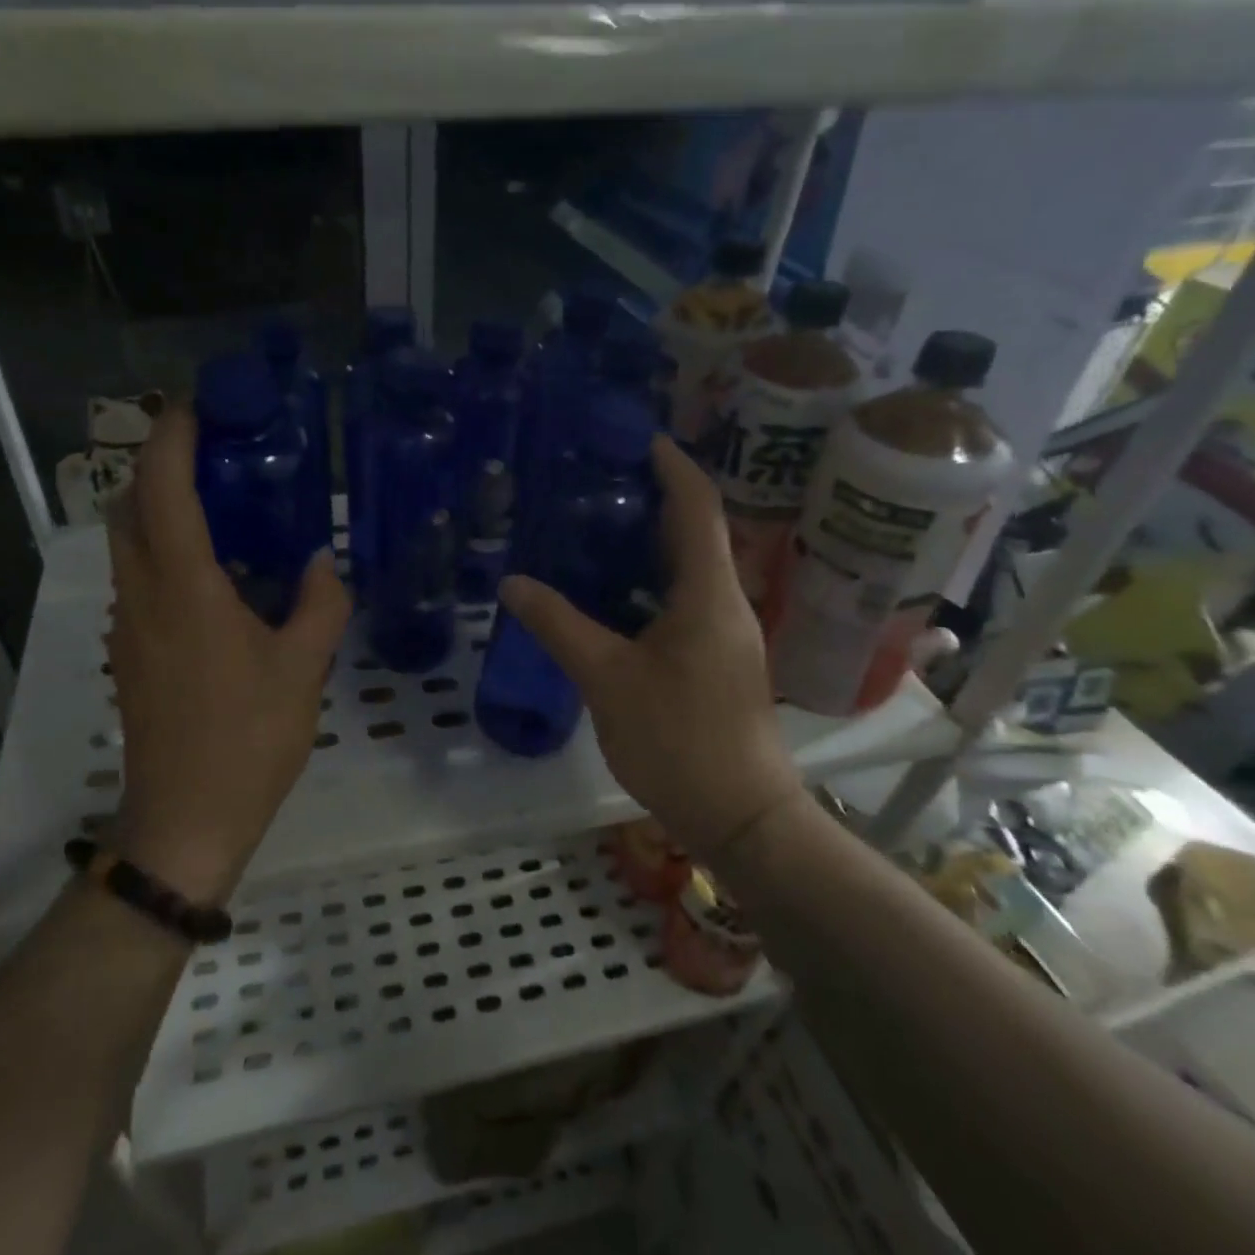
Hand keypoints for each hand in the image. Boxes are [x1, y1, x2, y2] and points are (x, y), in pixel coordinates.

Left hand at [105, 403, 350, 903]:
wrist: (185, 819)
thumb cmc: (248, 739)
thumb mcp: (302, 669)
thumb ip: (320, 605)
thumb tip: (323, 563)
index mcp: (184, 588)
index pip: (162, 488)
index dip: (173, 436)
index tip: (199, 406)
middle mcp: (142, 595)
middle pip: (129, 504)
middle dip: (160, 465)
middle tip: (216, 456)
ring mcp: (128, 626)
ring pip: (128, 542)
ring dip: (159, 508)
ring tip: (221, 508)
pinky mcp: (128, 653)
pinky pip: (139, 579)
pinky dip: (164, 552)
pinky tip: (217, 577)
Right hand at [498, 436, 809, 860]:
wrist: (742, 816)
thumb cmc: (678, 740)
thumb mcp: (607, 679)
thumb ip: (559, 626)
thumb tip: (513, 583)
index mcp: (708, 594)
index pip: (698, 507)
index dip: (673, 466)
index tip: (640, 439)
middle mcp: (726, 603)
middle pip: (697, 531)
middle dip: (654, 499)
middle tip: (599, 483)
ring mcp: (726, 634)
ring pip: (690, 569)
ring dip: (651, 543)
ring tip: (596, 530)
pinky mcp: (718, 661)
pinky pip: (685, 601)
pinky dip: (651, 583)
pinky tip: (612, 596)